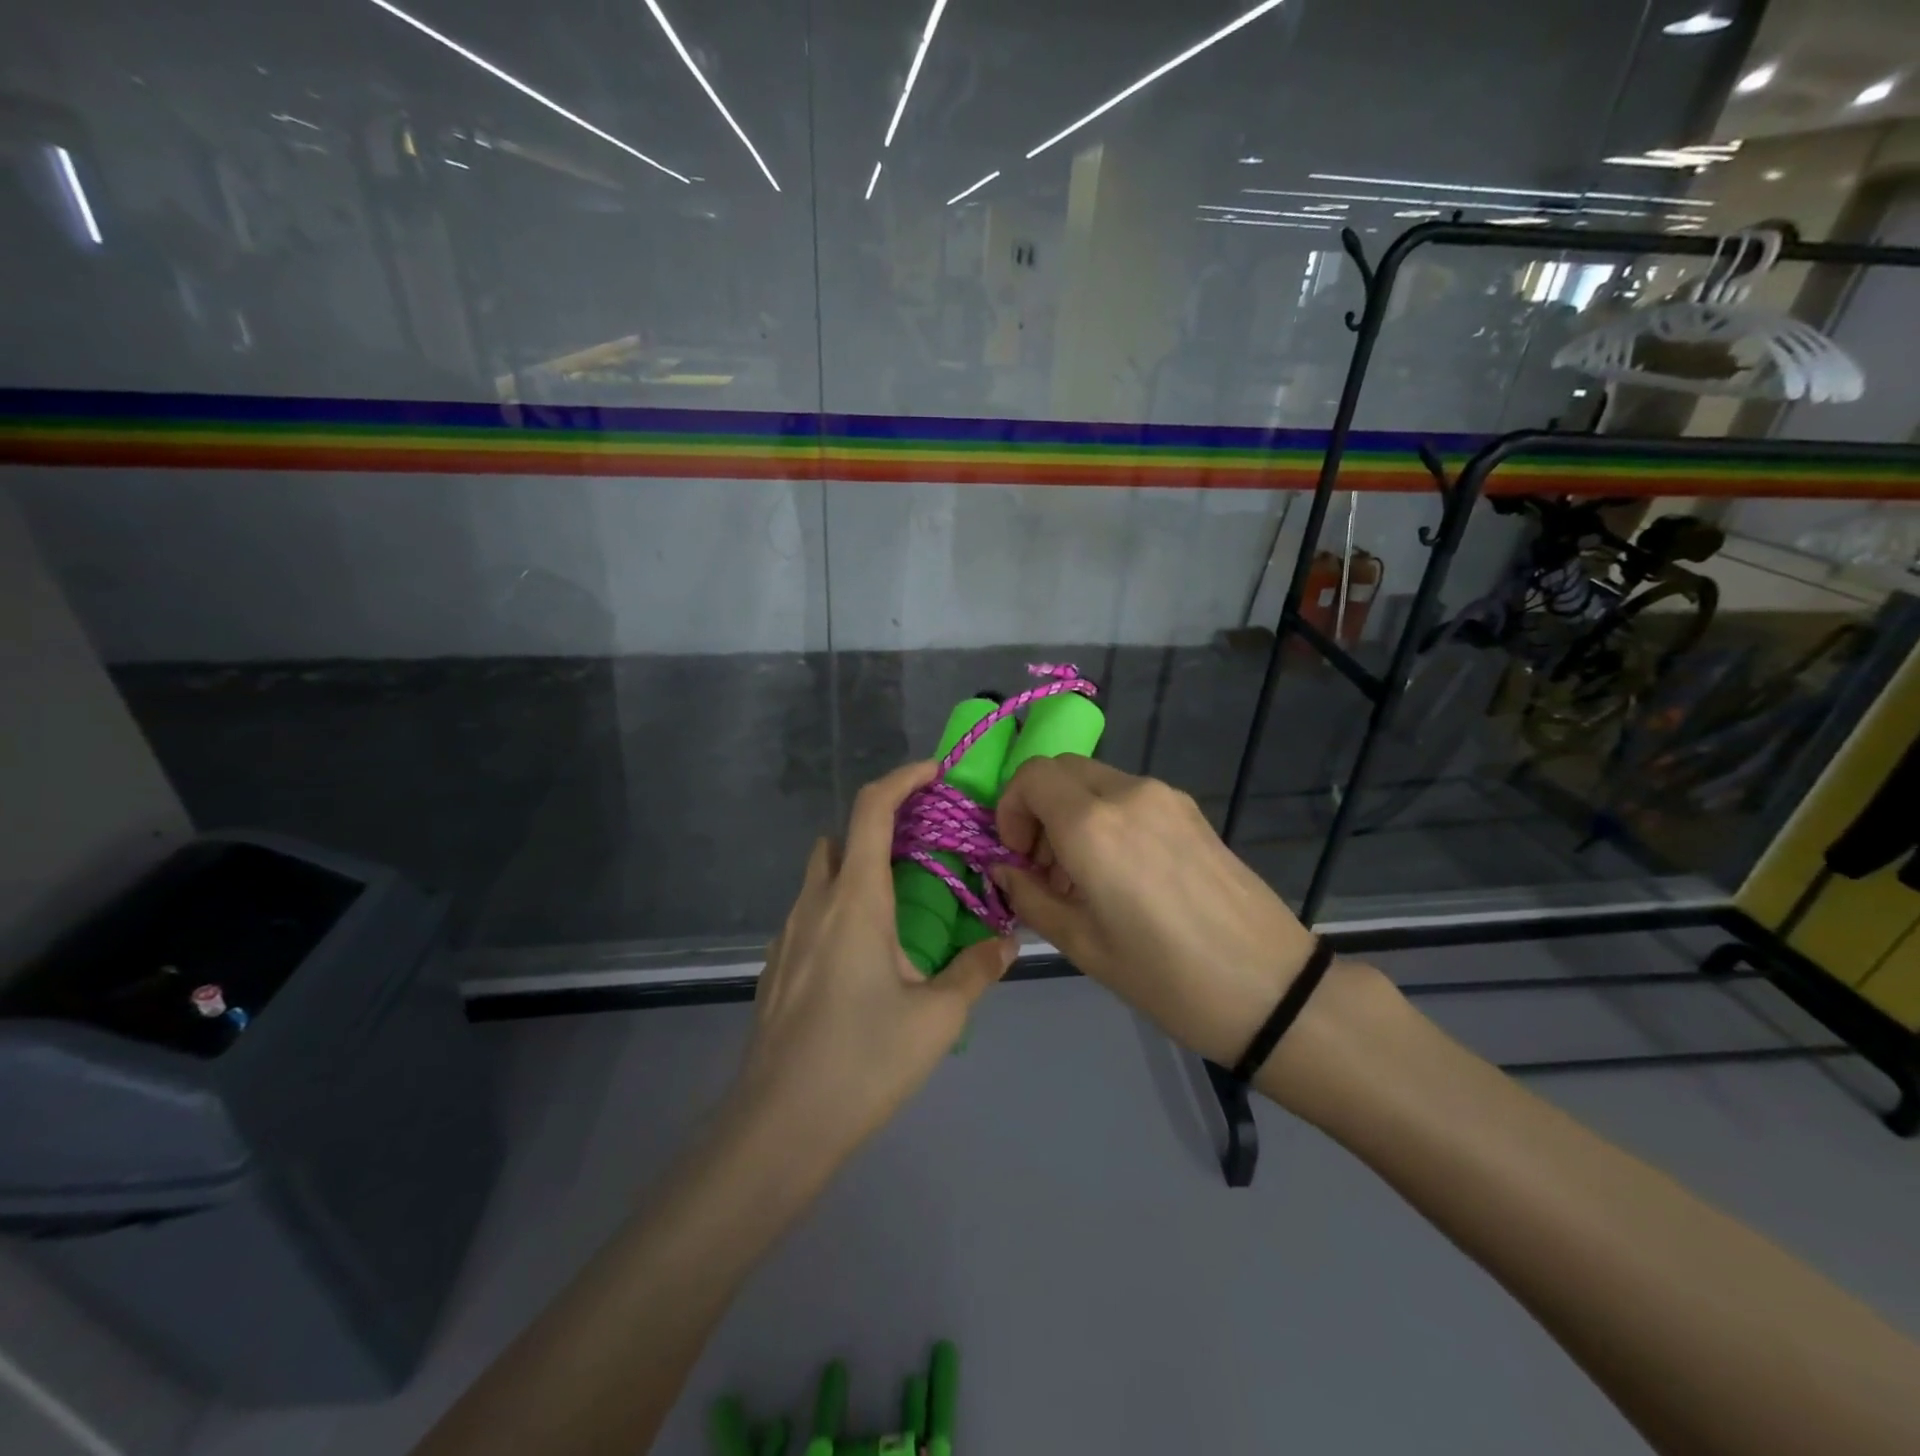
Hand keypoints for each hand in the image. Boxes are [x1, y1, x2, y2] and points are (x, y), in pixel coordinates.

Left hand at [728, 763, 1016, 1176]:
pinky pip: (811, 911)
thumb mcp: (937, 1018)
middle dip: (883, 826)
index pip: (872, 809)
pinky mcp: (777, 965)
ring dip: (859, 867)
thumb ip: (976, 970)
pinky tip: (866, 955)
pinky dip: (840, 905)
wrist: (777, 1128)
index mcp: (855, 899)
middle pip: (843, 836)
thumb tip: (1007, 942)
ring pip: (823, 874)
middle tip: (927, 848)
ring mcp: (787, 934)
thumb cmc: (863, 1062)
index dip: (903, 778)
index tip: (935, 773)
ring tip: (903, 903)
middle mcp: (815, 902)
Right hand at [989, 757, 1326, 1076]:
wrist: (1270, 988)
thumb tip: (1002, 868)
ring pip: (1096, 780)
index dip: (1010, 809)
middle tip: (1044, 866)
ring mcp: (1166, 797)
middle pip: (1062, 770)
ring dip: (1073, 813)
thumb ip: (1029, 896)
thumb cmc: (1164, 976)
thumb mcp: (1081, 944)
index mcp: (1093, 824)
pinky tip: (1122, 873)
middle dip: (1038, 808)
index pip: (1031, 776)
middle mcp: (1128, 793)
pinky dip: (1106, 817)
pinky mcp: (1192, 811)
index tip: (1017, 857)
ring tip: (1083, 876)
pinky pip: (1130, 796)